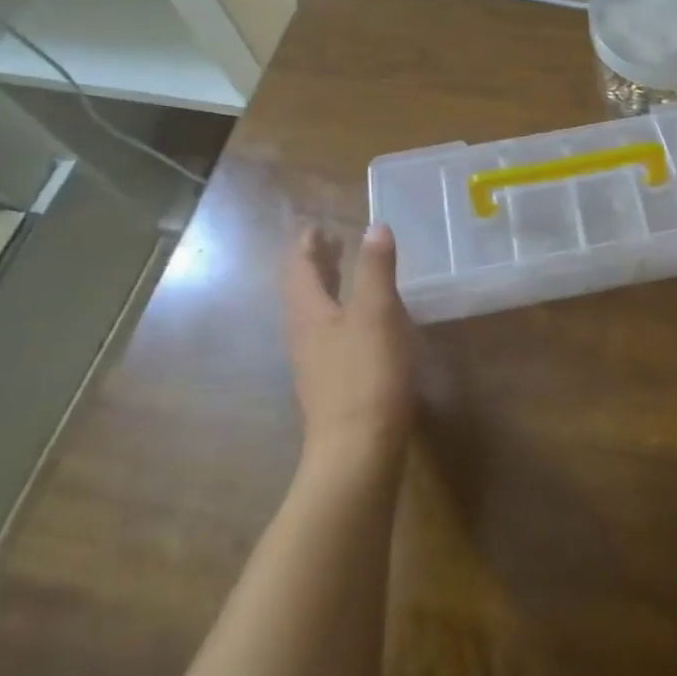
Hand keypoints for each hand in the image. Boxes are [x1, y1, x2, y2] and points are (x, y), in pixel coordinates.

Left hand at [284, 222, 415, 450]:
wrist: (356, 450)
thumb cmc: (366, 374)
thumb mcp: (376, 313)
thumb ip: (375, 268)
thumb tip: (375, 226)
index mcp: (308, 313)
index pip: (300, 268)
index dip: (308, 244)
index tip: (317, 225)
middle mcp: (304, 334)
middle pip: (304, 291)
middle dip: (316, 264)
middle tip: (332, 242)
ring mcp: (315, 363)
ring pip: (316, 314)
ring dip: (328, 288)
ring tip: (345, 274)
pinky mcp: (332, 384)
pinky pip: (330, 335)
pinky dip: (341, 314)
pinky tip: (361, 322)